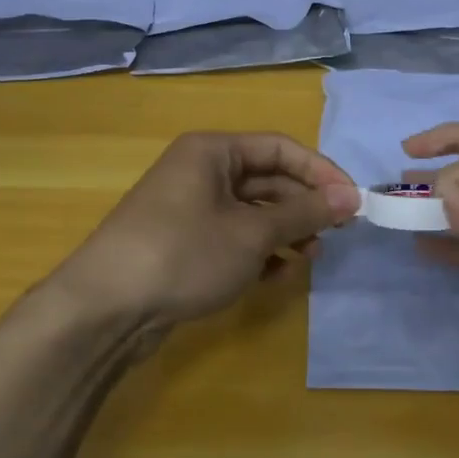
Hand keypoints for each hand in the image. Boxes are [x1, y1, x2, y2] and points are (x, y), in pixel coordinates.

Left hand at [50, 132, 359, 330]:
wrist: (105, 309)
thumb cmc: (184, 254)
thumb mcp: (252, 233)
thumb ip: (304, 213)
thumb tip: (351, 197)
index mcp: (212, 151)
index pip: (280, 148)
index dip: (321, 172)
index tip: (353, 202)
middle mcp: (200, 171)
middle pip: (267, 180)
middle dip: (303, 207)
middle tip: (335, 235)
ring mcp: (189, 208)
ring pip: (252, 212)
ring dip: (284, 233)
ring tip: (308, 259)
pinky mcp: (183, 243)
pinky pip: (233, 237)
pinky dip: (258, 252)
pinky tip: (276, 276)